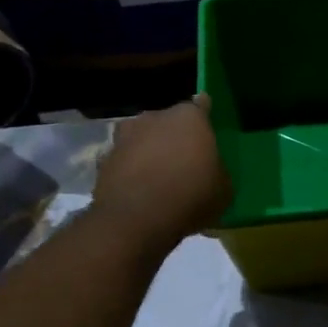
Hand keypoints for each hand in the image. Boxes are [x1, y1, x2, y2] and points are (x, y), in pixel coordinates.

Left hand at [92, 94, 232, 249]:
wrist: (135, 220)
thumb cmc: (190, 196)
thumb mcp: (223, 190)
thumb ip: (217, 171)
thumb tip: (210, 171)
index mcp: (189, 118)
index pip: (201, 105)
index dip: (205, 116)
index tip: (207, 128)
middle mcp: (154, 117)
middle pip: (168, 122)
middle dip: (174, 137)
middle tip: (184, 160)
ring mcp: (124, 137)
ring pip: (143, 139)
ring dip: (149, 152)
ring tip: (158, 177)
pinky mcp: (104, 160)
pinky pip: (125, 161)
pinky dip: (131, 171)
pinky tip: (138, 192)